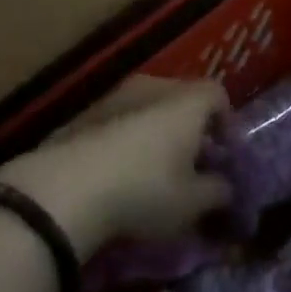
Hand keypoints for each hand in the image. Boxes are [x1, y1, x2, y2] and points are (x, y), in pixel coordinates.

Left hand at [0, 77, 229, 255]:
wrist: (63, 191)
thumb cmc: (144, 190)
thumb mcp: (193, 203)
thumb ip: (218, 192)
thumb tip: (225, 187)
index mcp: (186, 102)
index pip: (218, 95)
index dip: (226, 123)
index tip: (224, 154)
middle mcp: (153, 88)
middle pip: (181, 99)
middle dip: (191, 129)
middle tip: (193, 164)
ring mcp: (114, 98)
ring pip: (147, 109)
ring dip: (157, 135)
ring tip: (156, 172)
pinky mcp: (82, 116)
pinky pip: (119, 122)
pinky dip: (127, 141)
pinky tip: (121, 175)